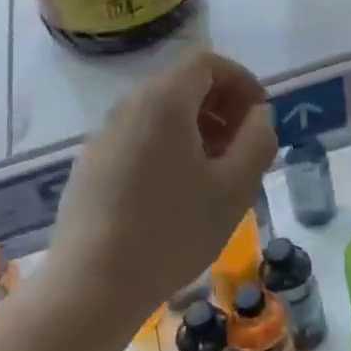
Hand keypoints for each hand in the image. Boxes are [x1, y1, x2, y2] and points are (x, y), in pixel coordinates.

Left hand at [47, 50, 276, 333]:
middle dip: (221, 105)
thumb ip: (258, 140)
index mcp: (164, 101)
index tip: (260, 115)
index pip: (206, 62)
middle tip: (243, 145)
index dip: (240, 80)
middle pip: (182, 84)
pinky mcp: (90, 166)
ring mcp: (104, 136)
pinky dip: (167, 146)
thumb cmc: (172, 232)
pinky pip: (138, 136)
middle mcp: (129, 107)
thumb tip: (259, 115)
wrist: (90, 288)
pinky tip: (177, 192)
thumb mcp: (234, 188)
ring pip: (159, 112)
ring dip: (196, 127)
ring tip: (215, 171)